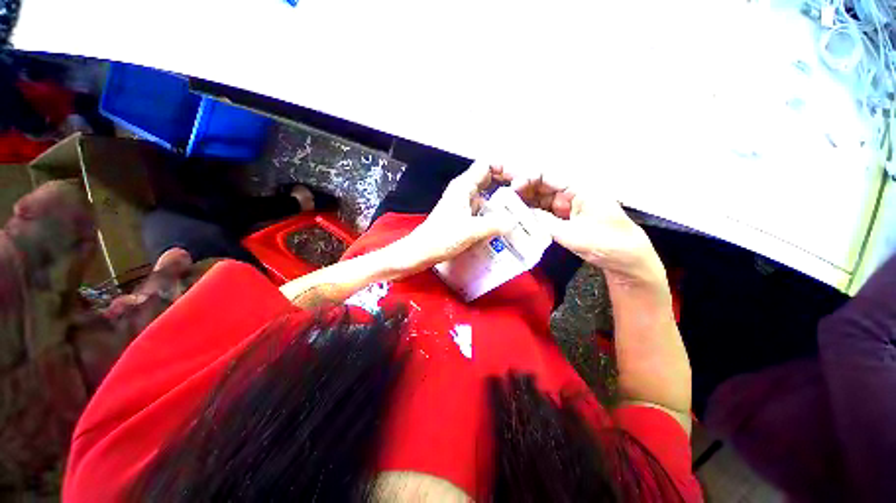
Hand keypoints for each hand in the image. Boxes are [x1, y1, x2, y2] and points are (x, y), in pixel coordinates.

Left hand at [400, 162, 514, 268]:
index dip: (502, 169)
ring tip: (514, 211)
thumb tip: (514, 222)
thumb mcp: (471, 230)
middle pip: (487, 179)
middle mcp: (462, 191)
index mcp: (463, 187)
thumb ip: (494, 224)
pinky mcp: (461, 215)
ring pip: (484, 195)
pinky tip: (499, 224)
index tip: (517, 181)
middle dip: (504, 185)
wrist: (423, 250)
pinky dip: (490, 212)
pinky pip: (480, 208)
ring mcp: (461, 203)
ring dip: (498, 201)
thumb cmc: (442, 238)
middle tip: (520, 197)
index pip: (485, 166)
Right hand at [507, 170, 663, 284]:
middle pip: (541, 185)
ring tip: (503, 204)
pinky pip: (543, 212)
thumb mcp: (572, 234)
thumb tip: (521, 214)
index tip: (512, 189)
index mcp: (579, 188)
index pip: (547, 176)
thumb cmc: (606, 243)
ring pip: (540, 198)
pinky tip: (516, 215)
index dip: (527, 178)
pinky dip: (530, 213)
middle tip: (500, 191)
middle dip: (520, 187)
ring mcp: (567, 206)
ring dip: (523, 201)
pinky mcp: (565, 218)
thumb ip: (544, 222)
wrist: (626, 260)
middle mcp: (571, 193)